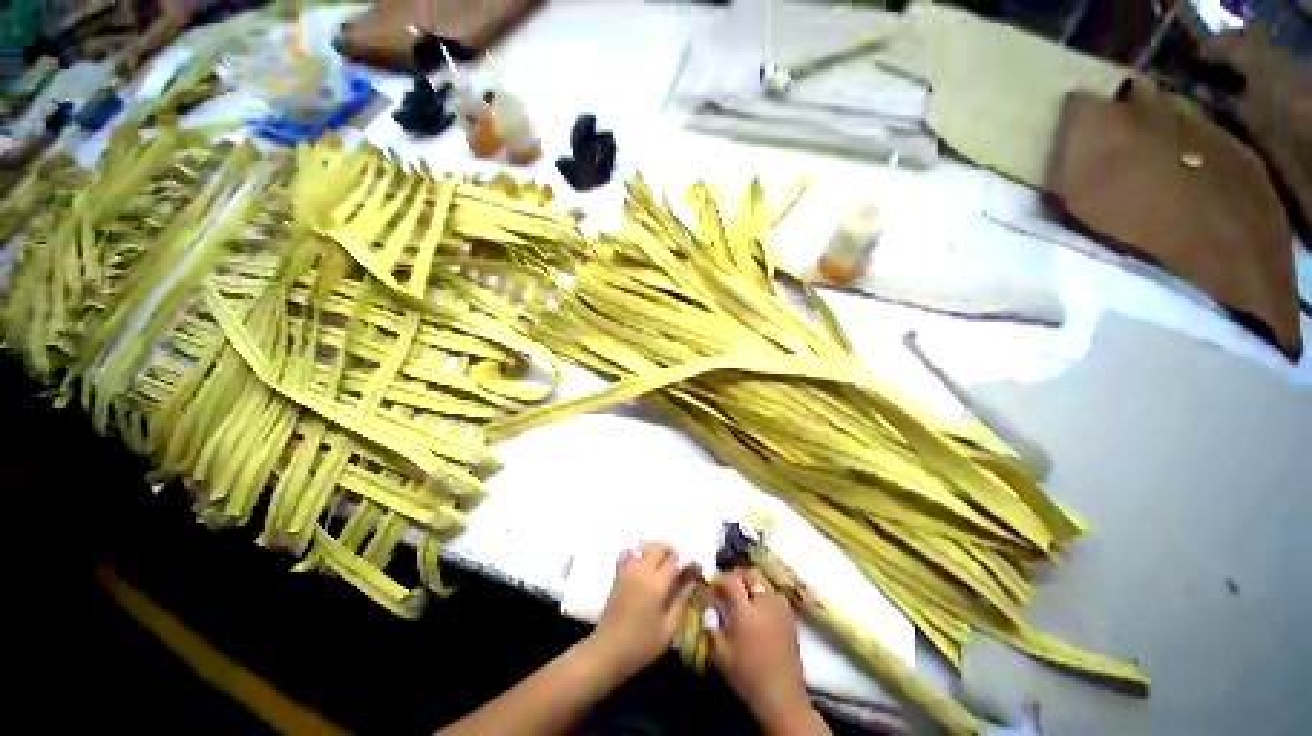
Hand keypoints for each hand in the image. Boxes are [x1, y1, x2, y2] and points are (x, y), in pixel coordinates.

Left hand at [586, 542, 698, 681]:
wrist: (608, 651)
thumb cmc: (641, 645)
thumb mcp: (668, 630)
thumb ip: (681, 603)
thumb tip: (691, 585)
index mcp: (656, 583)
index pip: (675, 562)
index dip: (687, 563)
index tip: (695, 570)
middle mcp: (642, 570)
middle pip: (659, 548)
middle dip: (672, 553)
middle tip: (678, 568)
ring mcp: (628, 570)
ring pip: (645, 548)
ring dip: (657, 552)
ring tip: (663, 567)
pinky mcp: (618, 575)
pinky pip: (630, 554)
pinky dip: (639, 555)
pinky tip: (644, 568)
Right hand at [709, 569, 818, 731]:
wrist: (781, 697)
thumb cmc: (747, 676)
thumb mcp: (720, 655)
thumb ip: (711, 627)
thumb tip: (707, 608)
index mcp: (745, 611)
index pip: (731, 580)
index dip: (720, 579)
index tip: (712, 586)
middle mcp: (764, 603)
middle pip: (751, 574)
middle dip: (737, 575)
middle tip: (727, 585)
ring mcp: (780, 609)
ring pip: (765, 581)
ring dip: (752, 582)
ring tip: (744, 594)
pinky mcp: (790, 618)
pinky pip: (776, 594)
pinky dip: (766, 593)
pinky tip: (760, 606)